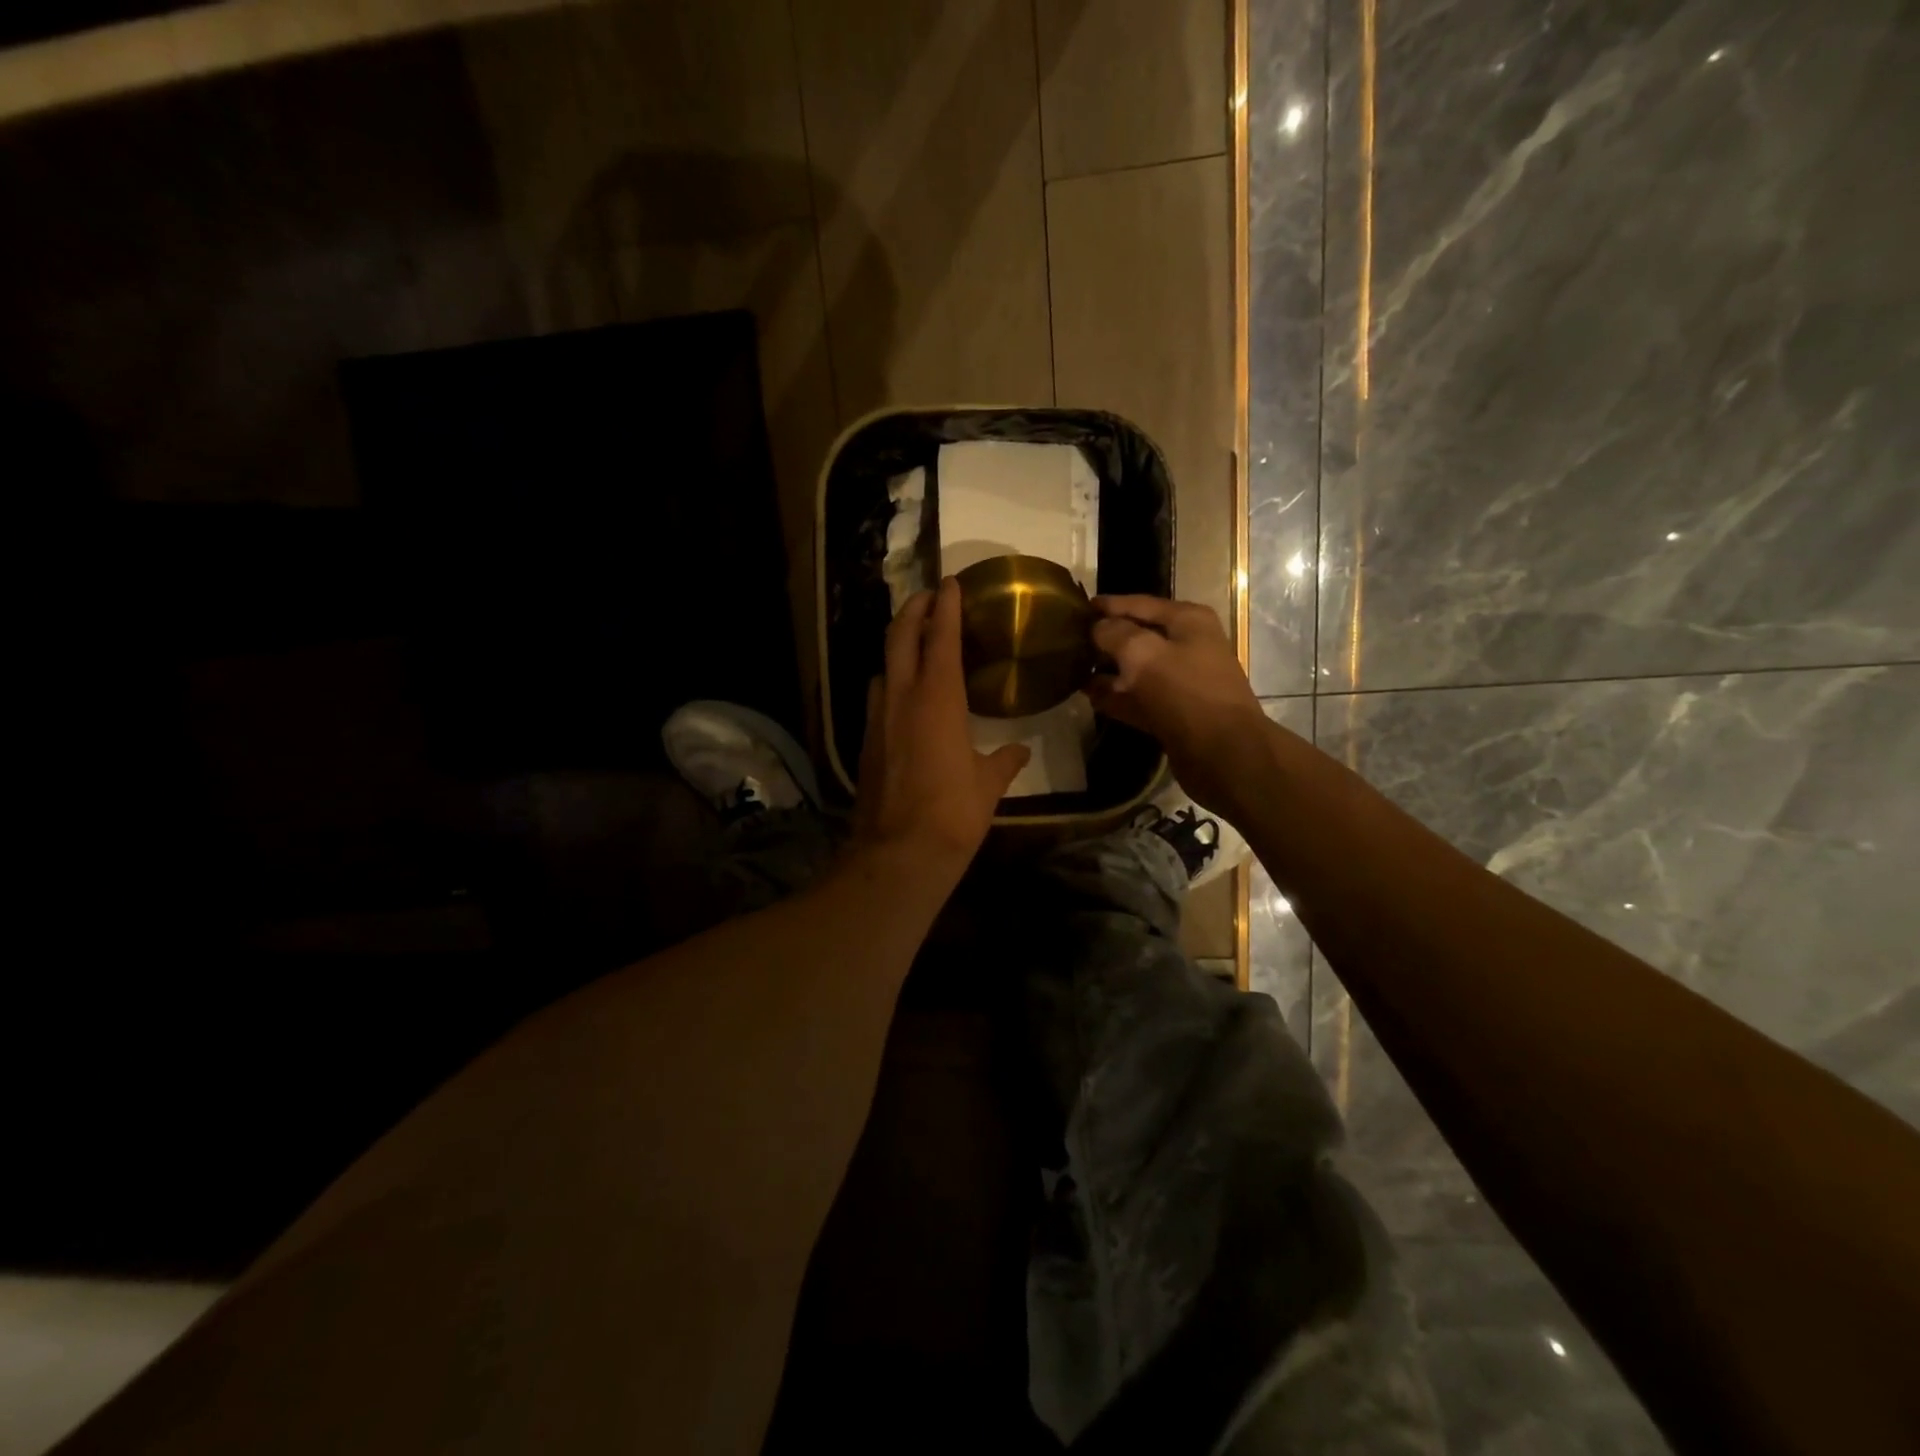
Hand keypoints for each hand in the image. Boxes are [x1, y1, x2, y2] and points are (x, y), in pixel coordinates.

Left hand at [851, 578, 1030, 882]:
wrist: (899, 853)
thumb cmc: (954, 814)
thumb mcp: (988, 785)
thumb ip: (1004, 762)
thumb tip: (1020, 752)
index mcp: (938, 699)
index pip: (941, 638)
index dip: (946, 606)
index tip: (950, 583)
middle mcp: (902, 697)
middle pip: (900, 636)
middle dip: (913, 609)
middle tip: (928, 598)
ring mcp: (877, 718)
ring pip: (883, 665)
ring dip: (898, 646)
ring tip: (917, 645)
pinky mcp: (865, 741)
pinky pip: (878, 696)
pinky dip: (891, 682)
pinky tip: (905, 697)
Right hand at [1086, 595, 1265, 814]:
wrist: (1222, 753)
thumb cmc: (1185, 692)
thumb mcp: (1143, 654)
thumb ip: (1115, 634)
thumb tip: (1097, 628)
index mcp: (1187, 621)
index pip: (1140, 604)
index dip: (1108, 605)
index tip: (1078, 609)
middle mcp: (1188, 646)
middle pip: (1139, 636)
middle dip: (1106, 640)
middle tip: (1071, 643)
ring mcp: (1183, 681)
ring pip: (1137, 670)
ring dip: (1109, 671)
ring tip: (1074, 671)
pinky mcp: (1175, 713)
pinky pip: (1140, 698)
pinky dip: (1118, 697)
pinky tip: (1091, 698)